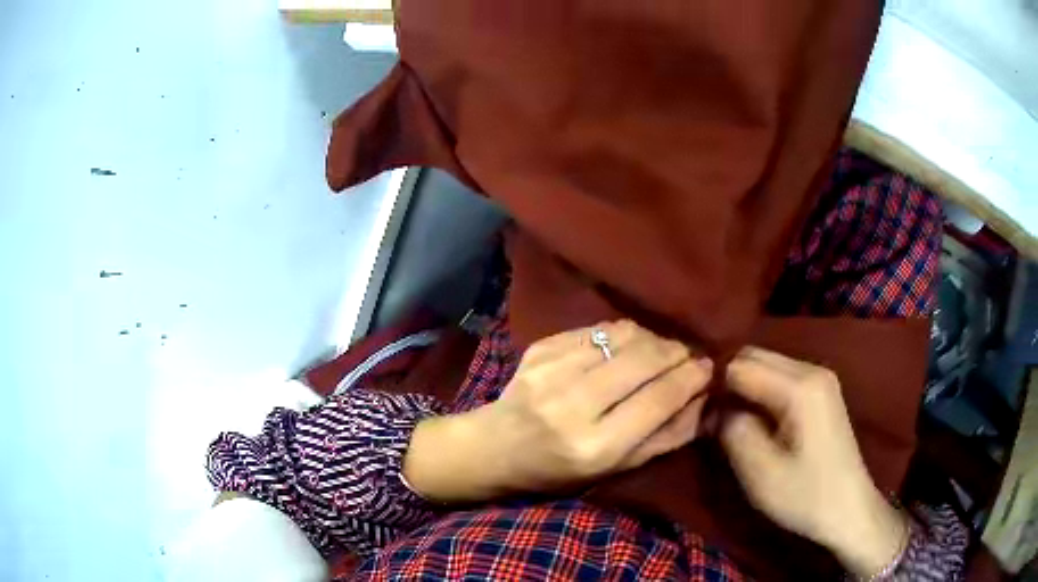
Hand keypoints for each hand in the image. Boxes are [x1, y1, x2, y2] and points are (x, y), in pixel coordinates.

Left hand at [404, 320, 712, 502]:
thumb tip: (704, 402)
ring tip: (659, 350)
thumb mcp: (613, 469)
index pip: (659, 399)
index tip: (709, 366)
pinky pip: (596, 329)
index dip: (691, 377)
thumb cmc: (556, 471)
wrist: (493, 447)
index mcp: (594, 446)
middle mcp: (573, 405)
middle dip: (676, 351)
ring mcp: (551, 371)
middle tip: (687, 355)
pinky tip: (623, 348)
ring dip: (651, 338)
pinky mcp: (539, 348)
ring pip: (623, 335)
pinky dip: (620, 335)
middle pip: (643, 359)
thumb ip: (663, 438)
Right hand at [718, 347, 908, 578]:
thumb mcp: (759, 471)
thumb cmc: (805, 495)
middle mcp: (812, 369)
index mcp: (800, 386)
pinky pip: (781, 378)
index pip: (740, 364)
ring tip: (728, 420)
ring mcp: (820, 378)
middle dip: (727, 381)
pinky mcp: (822, 391)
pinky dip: (760, 393)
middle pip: (755, 356)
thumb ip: (731, 429)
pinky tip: (754, 419)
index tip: (696, 414)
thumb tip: (712, 407)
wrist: (848, 509)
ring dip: (743, 387)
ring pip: (767, 365)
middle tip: (708, 417)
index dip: (713, 386)